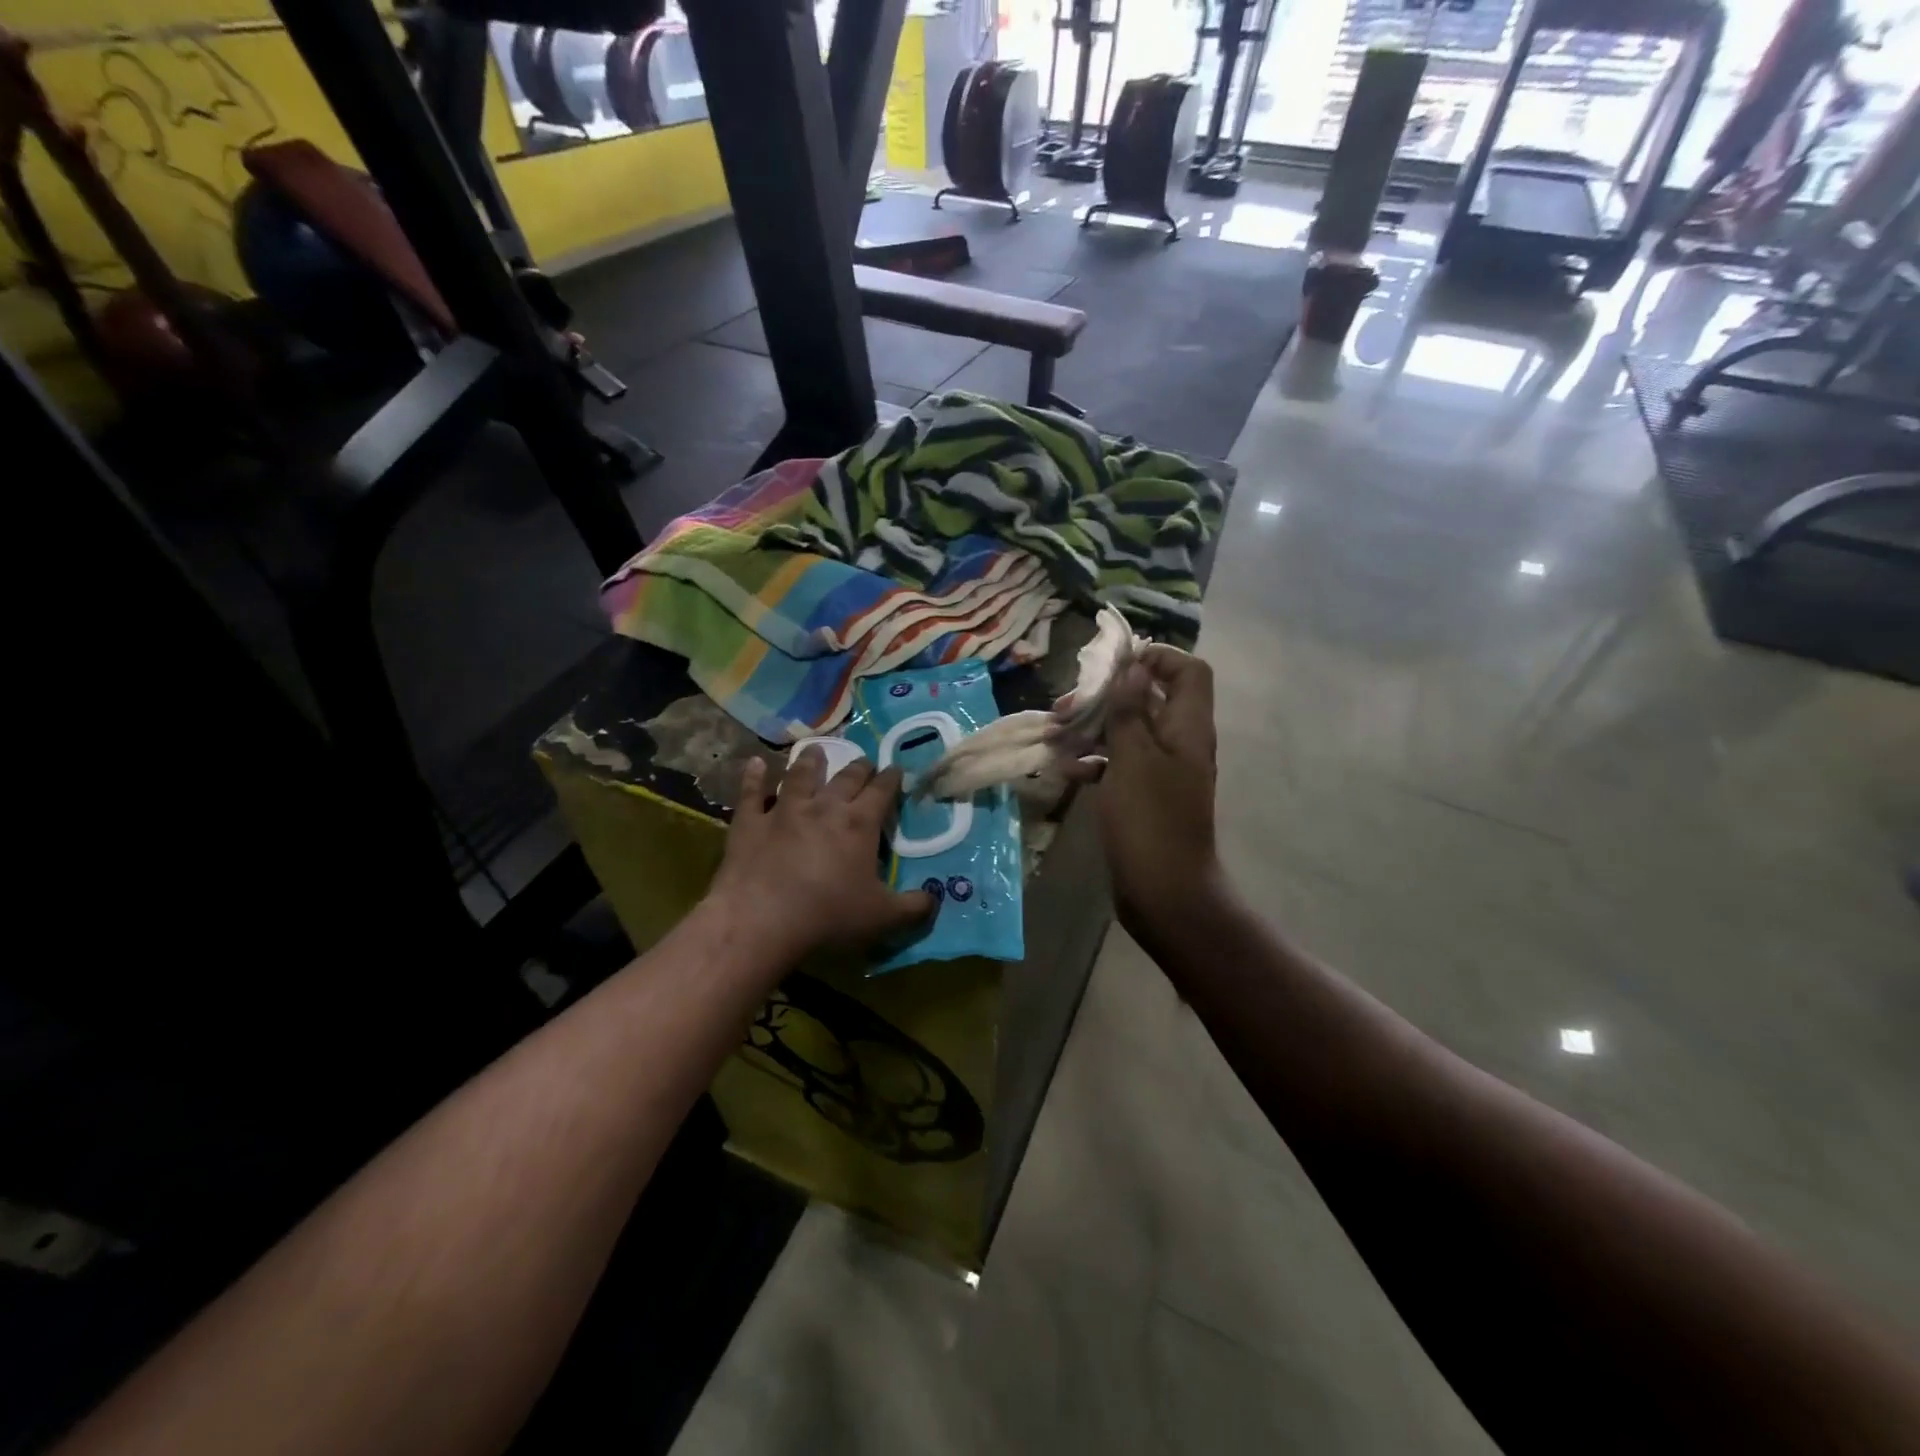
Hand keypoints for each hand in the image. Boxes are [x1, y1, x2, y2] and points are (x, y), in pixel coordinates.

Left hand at [707, 749, 935, 963]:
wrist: (761, 920)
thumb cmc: (828, 916)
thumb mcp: (882, 918)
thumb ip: (913, 908)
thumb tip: (935, 899)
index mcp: (859, 824)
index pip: (881, 791)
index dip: (891, 778)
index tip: (896, 769)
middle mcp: (824, 807)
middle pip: (846, 778)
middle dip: (859, 767)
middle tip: (865, 761)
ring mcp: (784, 810)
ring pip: (800, 776)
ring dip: (810, 761)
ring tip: (816, 750)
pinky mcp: (750, 822)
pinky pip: (752, 792)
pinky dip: (754, 776)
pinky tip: (756, 763)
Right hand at [1095, 645, 1223, 937]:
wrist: (1164, 891)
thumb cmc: (1149, 820)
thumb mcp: (1134, 757)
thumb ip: (1131, 710)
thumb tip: (1133, 666)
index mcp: (1188, 727)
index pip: (1188, 671)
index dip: (1156, 657)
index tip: (1114, 665)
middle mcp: (1180, 743)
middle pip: (1150, 698)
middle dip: (1109, 695)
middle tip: (1069, 703)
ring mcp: (1162, 772)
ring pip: (1129, 732)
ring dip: (1095, 728)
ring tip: (1057, 735)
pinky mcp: (1145, 796)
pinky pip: (1121, 764)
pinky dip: (1096, 761)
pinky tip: (1068, 769)